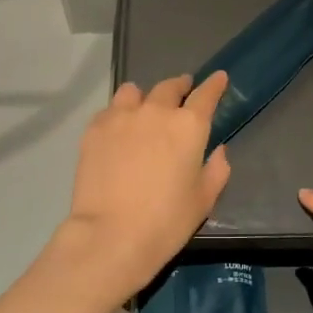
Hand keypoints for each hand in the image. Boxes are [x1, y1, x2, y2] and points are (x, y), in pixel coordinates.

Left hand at [56, 73, 231, 297]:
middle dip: (179, 86)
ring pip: (134, 92)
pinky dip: (118, 114)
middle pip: (169, 87)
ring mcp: (121, 117)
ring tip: (143, 109)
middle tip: (182, 91)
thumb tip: (218, 151)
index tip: (218, 78)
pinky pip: (110, 110)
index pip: (206, 94)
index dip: (214, 84)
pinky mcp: (94, 129)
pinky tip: (117, 130)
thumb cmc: (166, 221)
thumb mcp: (203, 200)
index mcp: (189, 126)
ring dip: (144, 97)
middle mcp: (156, 112)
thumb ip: (216, 170)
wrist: (111, 235)